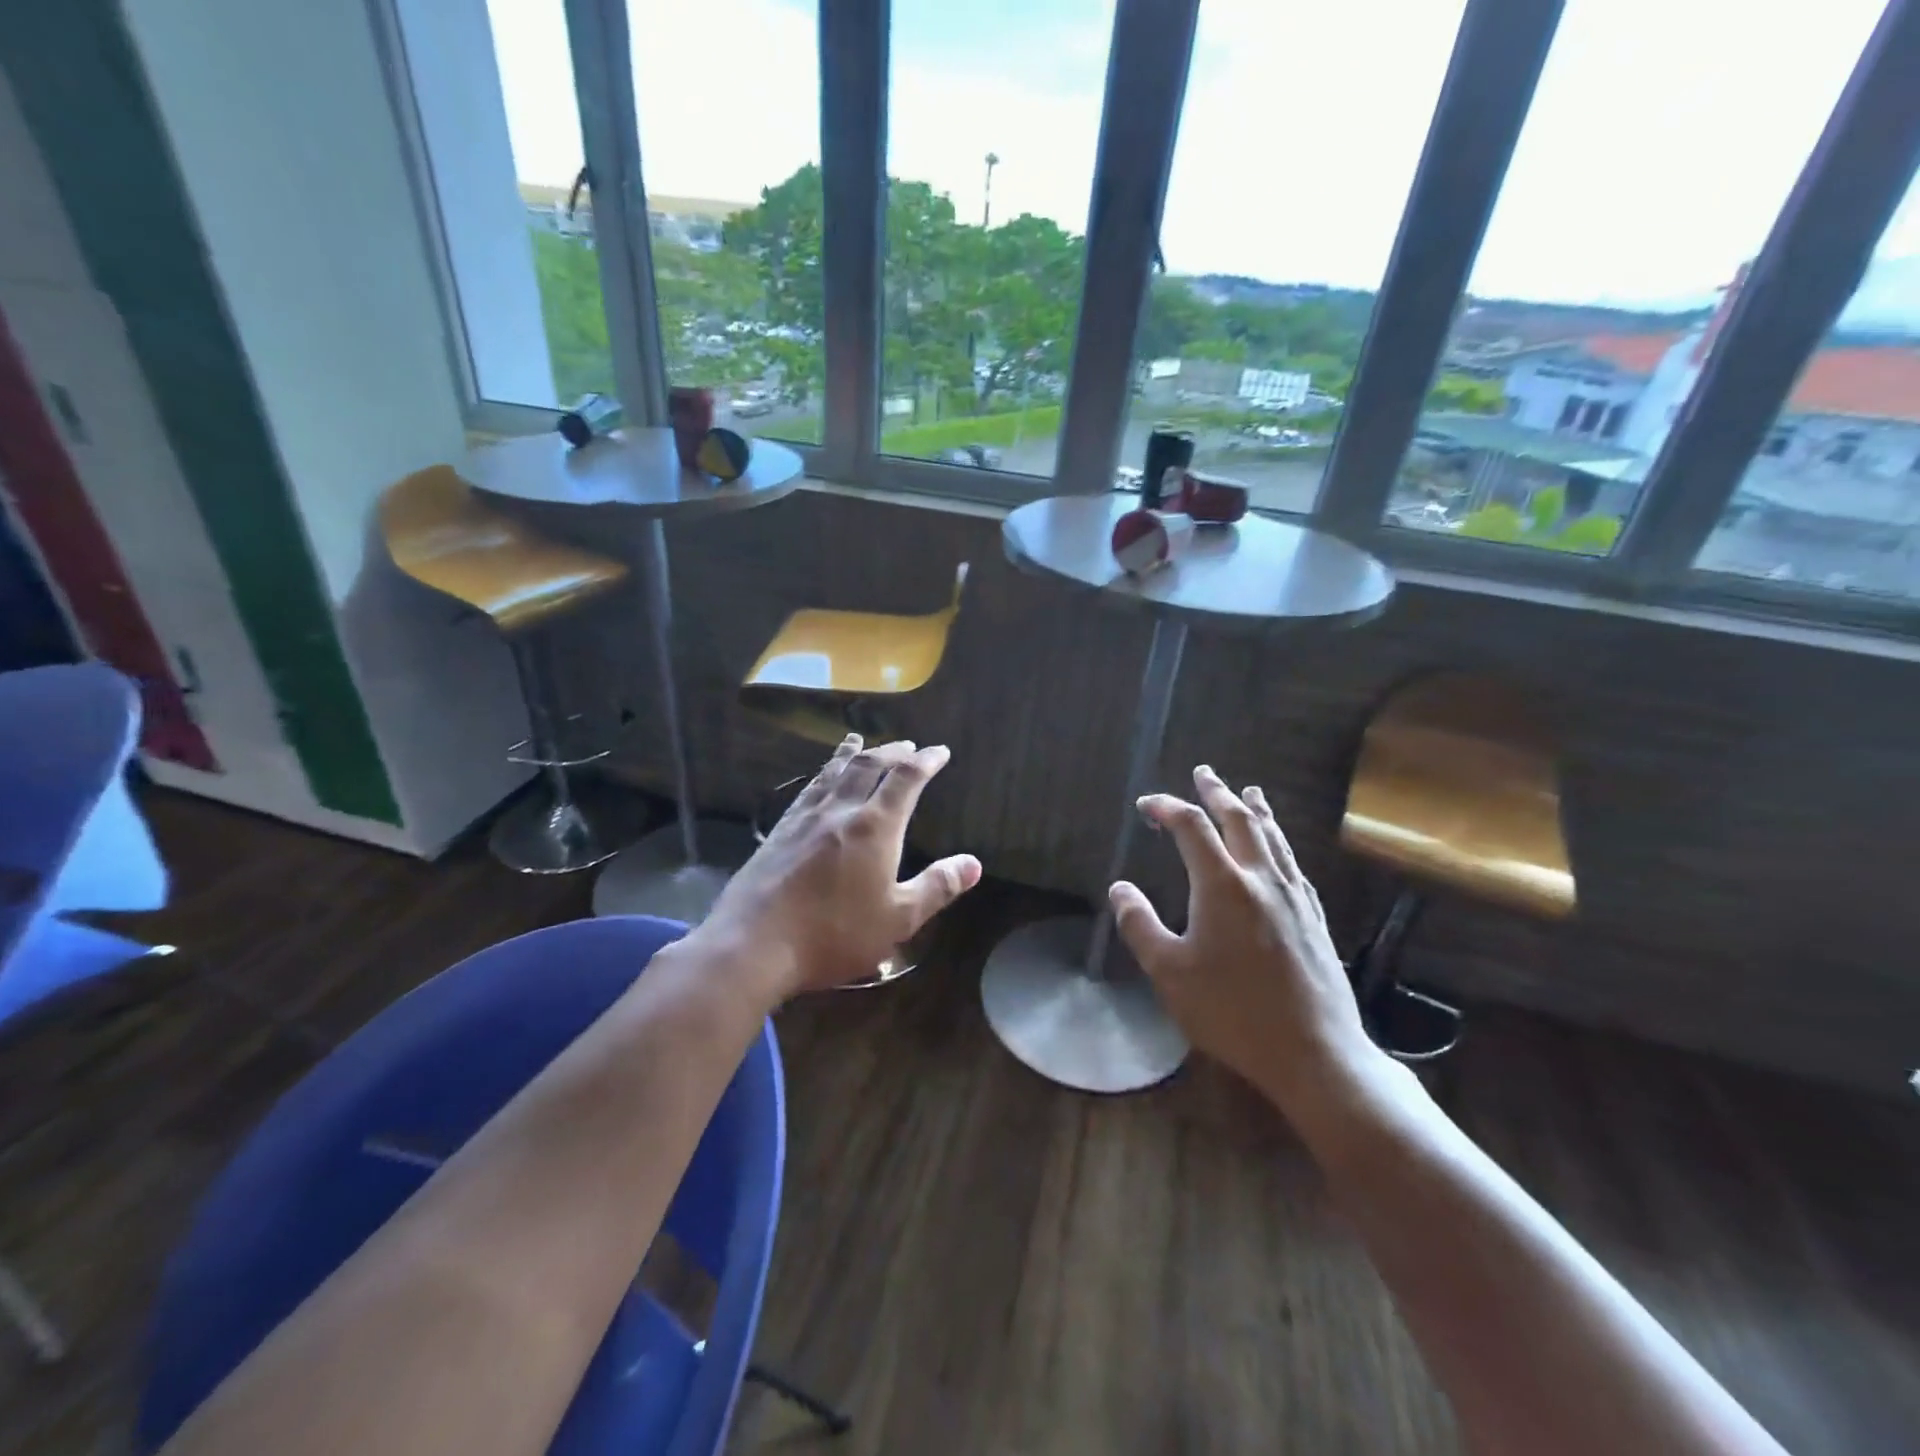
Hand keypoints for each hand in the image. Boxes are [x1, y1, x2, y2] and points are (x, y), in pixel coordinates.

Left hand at [696, 735, 981, 998]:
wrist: (755, 944)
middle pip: (868, 767)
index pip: (906, 780)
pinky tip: (819, 780)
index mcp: (875, 827)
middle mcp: (841, 811)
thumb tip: (973, 863)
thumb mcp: (898, 919)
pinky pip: (807, 790)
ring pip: (833, 772)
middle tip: (907, 746)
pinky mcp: (779, 831)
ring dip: (852, 754)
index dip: (926, 761)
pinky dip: (821, 774)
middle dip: (891, 752)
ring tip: (860, 741)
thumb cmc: (834, 934)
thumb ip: (936, 887)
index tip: (940, 751)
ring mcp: (805, 818)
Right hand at [1108, 765, 1383, 1118]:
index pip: (1190, 827)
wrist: (1316, 1052)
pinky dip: (1279, 842)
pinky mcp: (1315, 918)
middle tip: (1203, 773)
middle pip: (1239, 819)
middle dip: (1216, 792)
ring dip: (1255, 809)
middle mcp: (1261, 879)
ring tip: (1248, 791)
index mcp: (1222, 885)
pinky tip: (1279, 851)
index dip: (1166, 807)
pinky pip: (1294, 863)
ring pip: (1274, 837)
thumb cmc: (1233, 1012)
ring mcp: (1294, 896)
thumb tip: (1120, 889)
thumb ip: (1140, 925)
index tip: (1146, 805)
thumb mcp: (1170, 973)